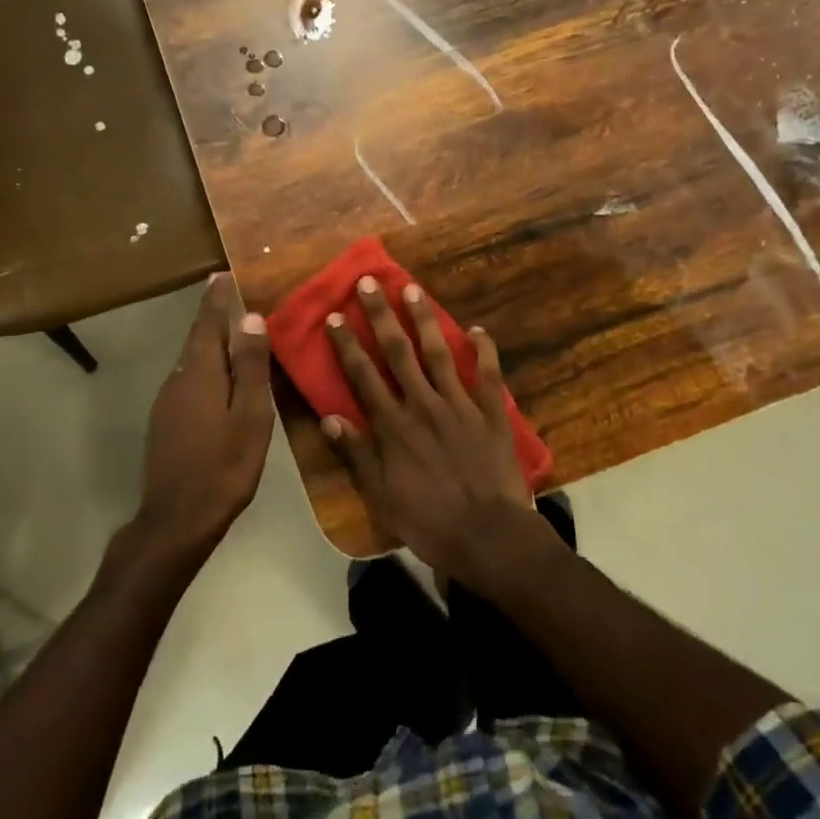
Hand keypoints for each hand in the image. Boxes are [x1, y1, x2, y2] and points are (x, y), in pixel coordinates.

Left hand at [139, 274, 273, 547]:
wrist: (177, 519)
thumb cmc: (223, 465)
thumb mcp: (249, 415)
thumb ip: (249, 366)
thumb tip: (250, 317)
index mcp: (199, 372)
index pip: (206, 323)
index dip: (215, 298)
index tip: (221, 274)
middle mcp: (177, 379)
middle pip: (197, 339)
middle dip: (214, 318)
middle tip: (233, 299)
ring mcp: (167, 402)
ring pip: (192, 362)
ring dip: (211, 345)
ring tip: (235, 337)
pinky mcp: (165, 422)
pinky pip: (189, 381)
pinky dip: (207, 369)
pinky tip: (222, 382)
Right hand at [323, 277, 545, 584]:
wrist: (489, 536)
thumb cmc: (429, 521)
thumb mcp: (380, 496)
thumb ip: (356, 454)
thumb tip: (328, 417)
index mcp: (394, 426)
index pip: (363, 376)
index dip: (347, 344)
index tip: (335, 316)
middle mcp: (423, 404)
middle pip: (398, 352)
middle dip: (381, 315)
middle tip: (369, 282)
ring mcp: (460, 405)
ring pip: (439, 353)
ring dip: (424, 319)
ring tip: (412, 289)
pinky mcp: (492, 413)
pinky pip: (489, 374)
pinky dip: (484, 350)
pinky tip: (478, 329)